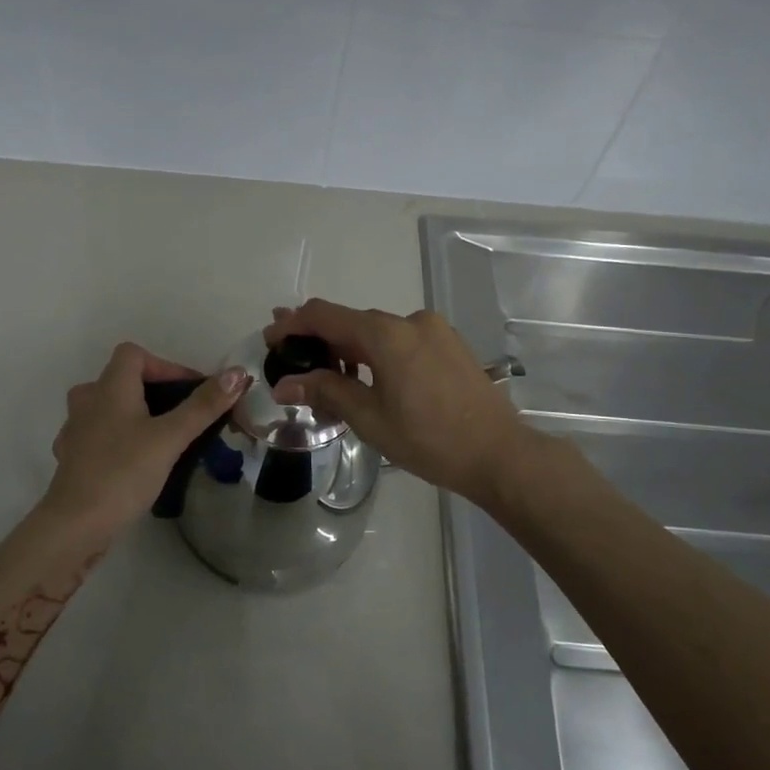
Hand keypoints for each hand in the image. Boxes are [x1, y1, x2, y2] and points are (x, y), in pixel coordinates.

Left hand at [40, 342, 248, 546]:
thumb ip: (203, 405)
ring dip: (135, 415)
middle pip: (122, 379)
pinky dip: (120, 439)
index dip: (166, 366)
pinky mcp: (72, 458)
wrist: (76, 524)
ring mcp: (75, 430)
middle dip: (155, 393)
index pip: (134, 354)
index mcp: (109, 387)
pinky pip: (99, 435)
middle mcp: (87, 400)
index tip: (191, 393)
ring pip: (109, 408)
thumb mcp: (171, 437)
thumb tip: (238, 373)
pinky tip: (136, 462)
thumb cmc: (124, 471)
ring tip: (163, 439)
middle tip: (183, 418)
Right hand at [264, 299, 527, 505]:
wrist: (499, 453)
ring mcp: (434, 330)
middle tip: (292, 360)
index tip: (270, 338)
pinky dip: (376, 354)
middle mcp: (410, 320)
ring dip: (348, 349)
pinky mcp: (449, 345)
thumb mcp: (369, 418)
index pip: (325, 316)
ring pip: (377, 332)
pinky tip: (368, 379)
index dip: (293, 324)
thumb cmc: (429, 439)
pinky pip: (401, 340)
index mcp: (386, 334)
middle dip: (319, 339)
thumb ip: (325, 391)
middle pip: (352, 322)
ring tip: (327, 379)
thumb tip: (284, 383)